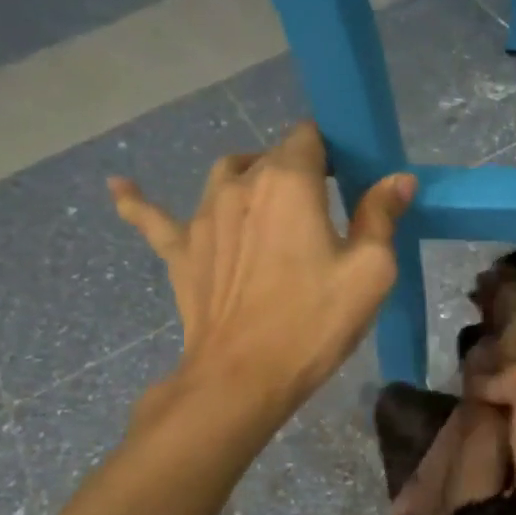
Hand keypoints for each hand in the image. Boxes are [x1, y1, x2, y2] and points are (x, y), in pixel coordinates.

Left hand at [109, 121, 414, 430]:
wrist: (243, 377)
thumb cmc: (314, 321)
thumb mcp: (370, 271)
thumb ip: (381, 215)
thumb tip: (398, 178)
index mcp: (288, 182)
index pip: (308, 137)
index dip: (332, 152)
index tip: (350, 179)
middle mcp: (239, 184)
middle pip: (270, 156)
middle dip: (298, 170)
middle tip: (324, 209)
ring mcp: (201, 215)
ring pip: (225, 175)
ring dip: (250, 179)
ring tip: (272, 205)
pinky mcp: (179, 250)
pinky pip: (152, 217)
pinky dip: (139, 201)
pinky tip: (117, 186)